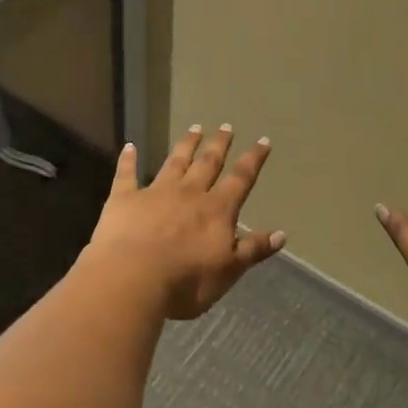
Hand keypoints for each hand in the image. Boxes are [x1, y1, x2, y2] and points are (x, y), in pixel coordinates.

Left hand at [85, 125, 285, 320]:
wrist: (133, 277)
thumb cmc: (186, 281)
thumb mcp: (228, 270)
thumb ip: (253, 249)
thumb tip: (281, 234)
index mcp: (216, 210)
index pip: (240, 180)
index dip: (253, 160)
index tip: (262, 140)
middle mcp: (189, 193)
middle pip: (207, 164)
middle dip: (219, 145)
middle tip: (226, 126)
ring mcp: (156, 192)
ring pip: (174, 162)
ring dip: (186, 145)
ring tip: (195, 128)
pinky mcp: (125, 198)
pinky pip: (127, 174)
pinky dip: (128, 160)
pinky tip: (129, 146)